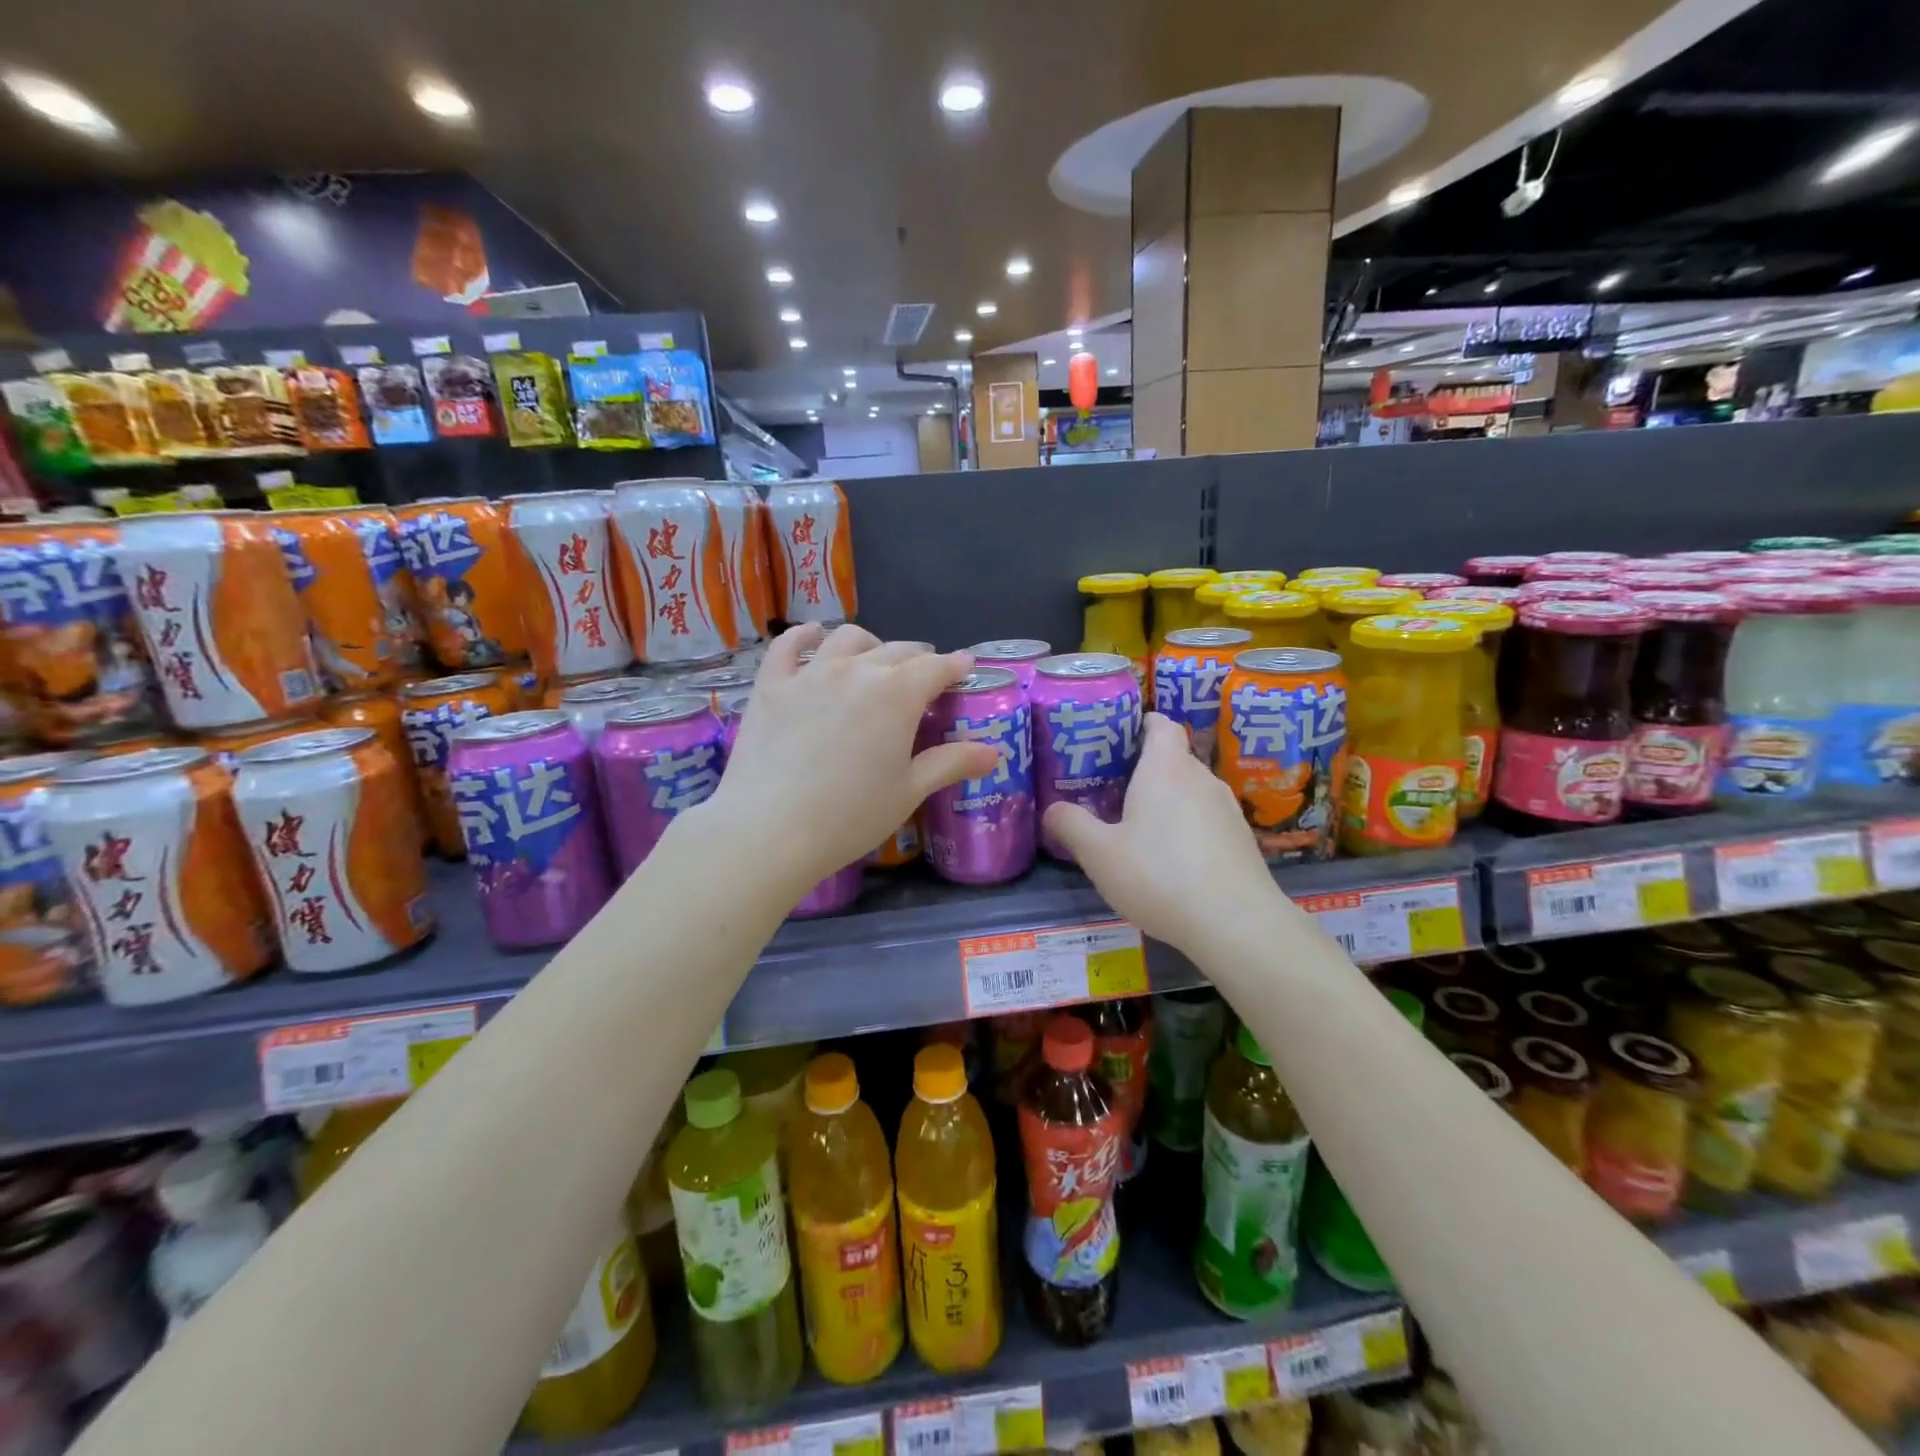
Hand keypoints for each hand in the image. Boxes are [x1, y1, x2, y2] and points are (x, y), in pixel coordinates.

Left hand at [706, 624, 1000, 887]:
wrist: (770, 828)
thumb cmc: (851, 814)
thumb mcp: (909, 791)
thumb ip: (951, 763)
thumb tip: (995, 752)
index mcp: (898, 694)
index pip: (936, 668)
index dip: (955, 666)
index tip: (965, 667)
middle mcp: (857, 670)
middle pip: (896, 651)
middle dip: (918, 657)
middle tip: (925, 673)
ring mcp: (810, 673)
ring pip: (847, 639)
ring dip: (870, 643)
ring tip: (874, 657)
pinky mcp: (771, 686)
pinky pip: (788, 646)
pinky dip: (805, 636)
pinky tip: (812, 637)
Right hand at [1044, 712, 1279, 958]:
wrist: (1236, 924)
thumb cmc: (1159, 875)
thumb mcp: (1100, 854)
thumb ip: (1072, 826)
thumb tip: (1051, 809)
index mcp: (1166, 769)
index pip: (1161, 724)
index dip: (1142, 723)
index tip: (1118, 737)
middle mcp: (1201, 778)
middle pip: (1174, 758)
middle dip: (1145, 768)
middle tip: (1112, 788)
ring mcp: (1227, 809)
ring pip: (1191, 790)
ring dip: (1167, 800)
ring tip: (1139, 826)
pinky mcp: (1241, 840)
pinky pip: (1207, 819)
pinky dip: (1188, 827)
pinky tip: (1172, 860)